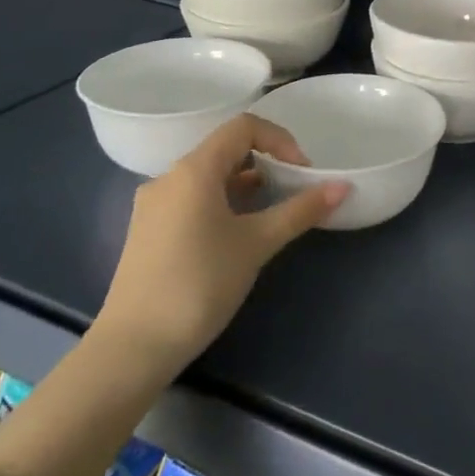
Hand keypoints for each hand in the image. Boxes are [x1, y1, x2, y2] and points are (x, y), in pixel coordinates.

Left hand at [93, 114, 347, 378]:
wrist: (132, 348)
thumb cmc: (199, 284)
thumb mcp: (257, 244)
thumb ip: (300, 211)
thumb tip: (342, 187)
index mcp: (193, 170)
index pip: (243, 127)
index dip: (280, 140)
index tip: (301, 172)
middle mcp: (169, 178)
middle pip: (225, 149)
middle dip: (265, 162)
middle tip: (292, 191)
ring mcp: (153, 205)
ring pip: (208, 176)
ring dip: (245, 184)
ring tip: (270, 214)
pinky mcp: (148, 231)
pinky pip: (192, 198)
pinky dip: (222, 202)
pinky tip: (236, 235)